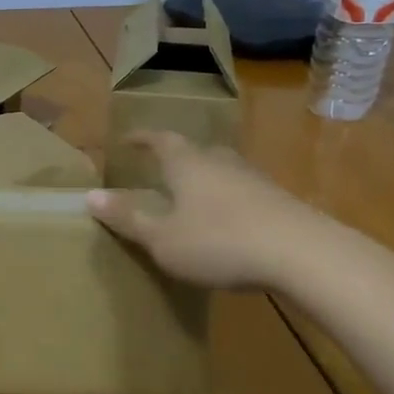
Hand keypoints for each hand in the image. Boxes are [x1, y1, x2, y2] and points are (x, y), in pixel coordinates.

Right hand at [87, 132, 325, 289]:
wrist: (303, 254)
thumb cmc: (220, 242)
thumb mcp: (163, 238)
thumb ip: (128, 218)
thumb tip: (89, 196)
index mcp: (187, 164)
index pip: (160, 140)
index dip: (143, 138)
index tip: (128, 139)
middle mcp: (220, 162)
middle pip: (196, 151)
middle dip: (177, 157)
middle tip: (162, 168)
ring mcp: (255, 180)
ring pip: (223, 170)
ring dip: (206, 179)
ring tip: (194, 196)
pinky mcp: (281, 202)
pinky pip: (245, 192)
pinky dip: (230, 200)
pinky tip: (230, 222)